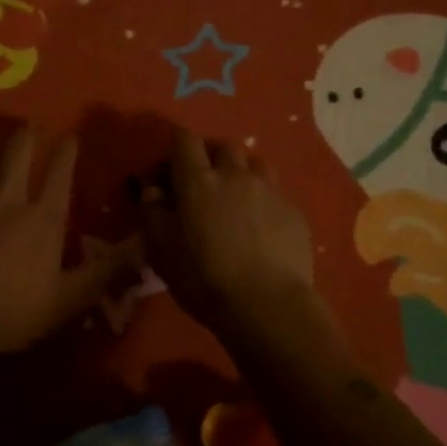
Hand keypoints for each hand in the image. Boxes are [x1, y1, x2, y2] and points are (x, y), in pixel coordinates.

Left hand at [0, 125, 129, 367]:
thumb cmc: (14, 312)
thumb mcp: (71, 298)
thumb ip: (108, 269)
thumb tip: (146, 244)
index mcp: (44, 217)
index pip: (60, 171)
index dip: (67, 150)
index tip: (71, 137)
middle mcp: (8, 198)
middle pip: (18, 151)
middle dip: (27, 135)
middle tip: (30, 127)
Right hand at [138, 129, 314, 328]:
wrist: (266, 304)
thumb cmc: (203, 277)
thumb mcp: (161, 250)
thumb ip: (152, 213)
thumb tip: (152, 190)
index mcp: (198, 181)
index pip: (185, 141)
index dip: (176, 151)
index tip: (170, 175)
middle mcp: (235, 175)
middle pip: (223, 147)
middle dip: (211, 158)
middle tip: (204, 186)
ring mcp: (269, 190)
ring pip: (255, 164)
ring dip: (242, 173)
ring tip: (237, 199)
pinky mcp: (294, 212)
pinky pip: (276, 193)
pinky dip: (264, 201)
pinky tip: (262, 227)